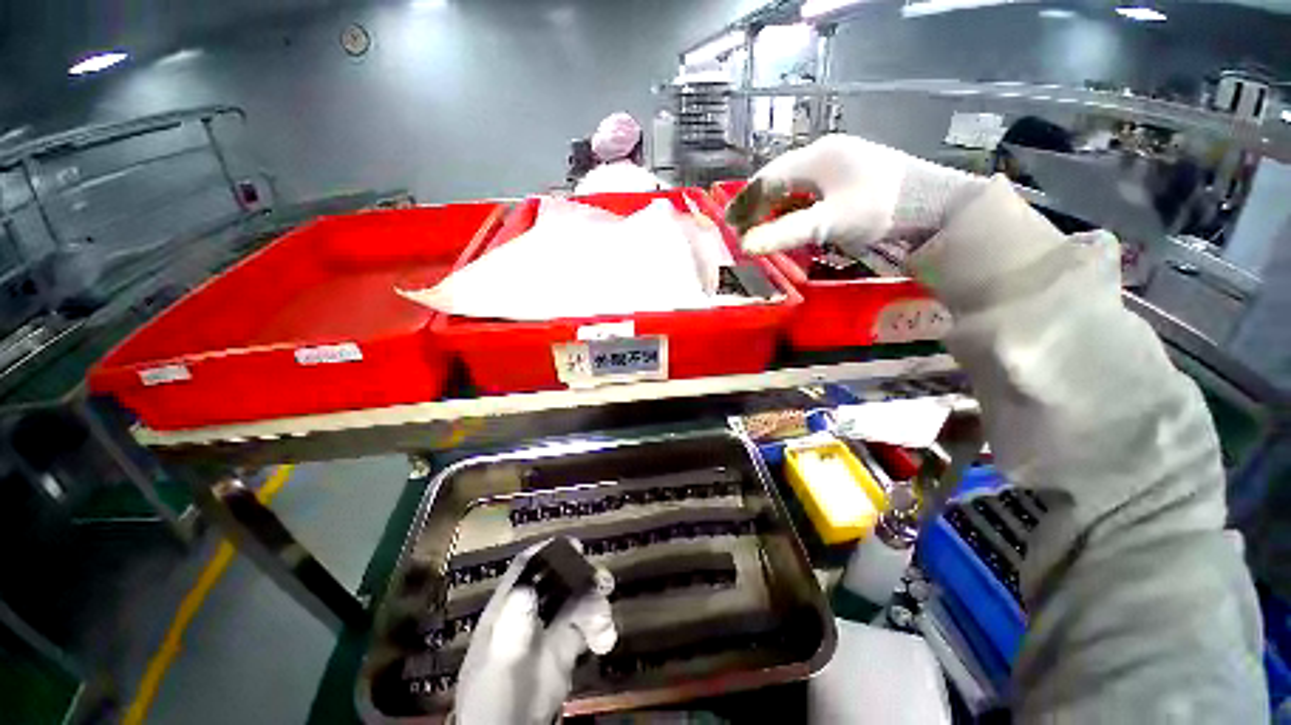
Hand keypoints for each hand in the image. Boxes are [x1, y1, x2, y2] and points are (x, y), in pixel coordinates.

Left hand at [454, 540, 615, 724]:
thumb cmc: (493, 698)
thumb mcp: (498, 663)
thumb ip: (511, 629)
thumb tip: (525, 590)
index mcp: (508, 607)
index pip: (527, 567)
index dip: (548, 551)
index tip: (574, 545)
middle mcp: (531, 611)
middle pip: (560, 579)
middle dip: (584, 576)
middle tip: (602, 582)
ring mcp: (550, 629)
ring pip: (579, 600)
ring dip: (597, 604)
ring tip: (603, 626)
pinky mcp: (566, 649)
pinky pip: (589, 626)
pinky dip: (601, 627)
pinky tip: (604, 641)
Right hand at [726, 135, 985, 256]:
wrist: (935, 204)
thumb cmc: (880, 208)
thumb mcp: (830, 221)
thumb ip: (786, 233)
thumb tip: (746, 246)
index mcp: (816, 157)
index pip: (767, 178)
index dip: (745, 202)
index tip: (729, 223)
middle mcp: (824, 152)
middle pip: (778, 177)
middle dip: (756, 202)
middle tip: (740, 226)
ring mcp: (840, 161)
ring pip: (793, 182)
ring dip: (773, 204)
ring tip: (759, 224)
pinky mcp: (851, 174)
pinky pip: (810, 187)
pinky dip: (793, 204)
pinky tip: (791, 216)